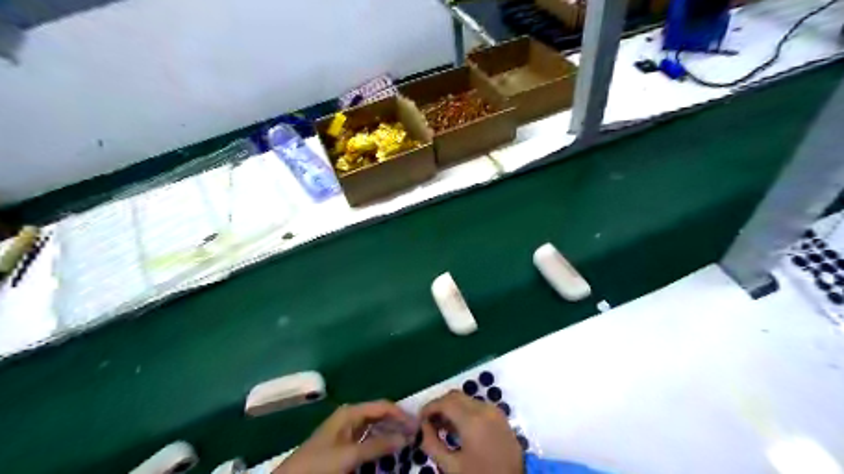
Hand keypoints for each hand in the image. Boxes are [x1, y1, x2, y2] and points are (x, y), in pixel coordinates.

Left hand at [278, 400, 418, 472]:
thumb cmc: (319, 464)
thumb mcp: (350, 455)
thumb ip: (377, 445)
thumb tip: (405, 437)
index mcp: (351, 412)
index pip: (383, 406)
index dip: (401, 414)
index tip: (418, 426)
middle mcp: (351, 417)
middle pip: (380, 415)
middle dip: (397, 424)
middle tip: (416, 435)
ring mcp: (347, 431)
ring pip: (375, 428)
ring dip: (390, 434)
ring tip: (406, 444)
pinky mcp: (345, 445)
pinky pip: (368, 440)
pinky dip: (380, 444)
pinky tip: (389, 452)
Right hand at [418, 391, 524, 473]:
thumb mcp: (452, 467)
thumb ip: (432, 444)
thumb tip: (422, 428)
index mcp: (472, 420)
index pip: (444, 402)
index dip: (429, 408)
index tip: (419, 421)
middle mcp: (484, 409)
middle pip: (455, 396)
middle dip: (440, 406)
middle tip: (429, 424)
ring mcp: (495, 411)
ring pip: (466, 399)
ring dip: (452, 408)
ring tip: (443, 429)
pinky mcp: (501, 417)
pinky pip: (478, 406)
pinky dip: (465, 411)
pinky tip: (459, 430)